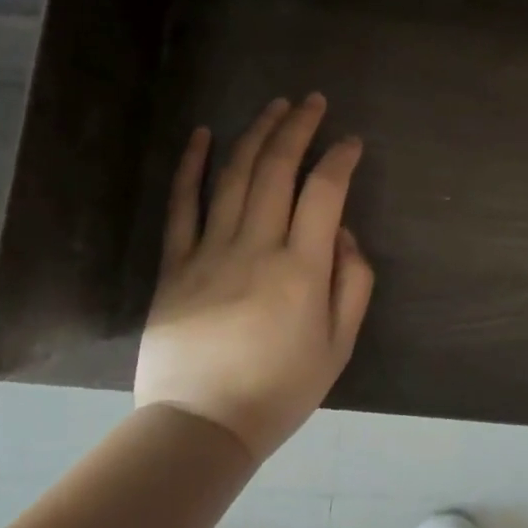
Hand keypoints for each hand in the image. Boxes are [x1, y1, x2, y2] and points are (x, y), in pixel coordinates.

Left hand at [134, 94, 374, 461]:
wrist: (201, 426)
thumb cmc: (279, 391)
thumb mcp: (338, 347)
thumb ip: (352, 284)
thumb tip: (344, 234)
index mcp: (301, 269)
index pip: (325, 193)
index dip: (341, 159)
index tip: (352, 142)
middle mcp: (256, 247)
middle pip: (277, 170)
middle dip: (298, 128)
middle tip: (312, 101)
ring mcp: (209, 251)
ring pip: (234, 176)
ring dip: (256, 135)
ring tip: (274, 107)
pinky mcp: (175, 264)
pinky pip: (181, 206)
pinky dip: (190, 166)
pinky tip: (202, 135)